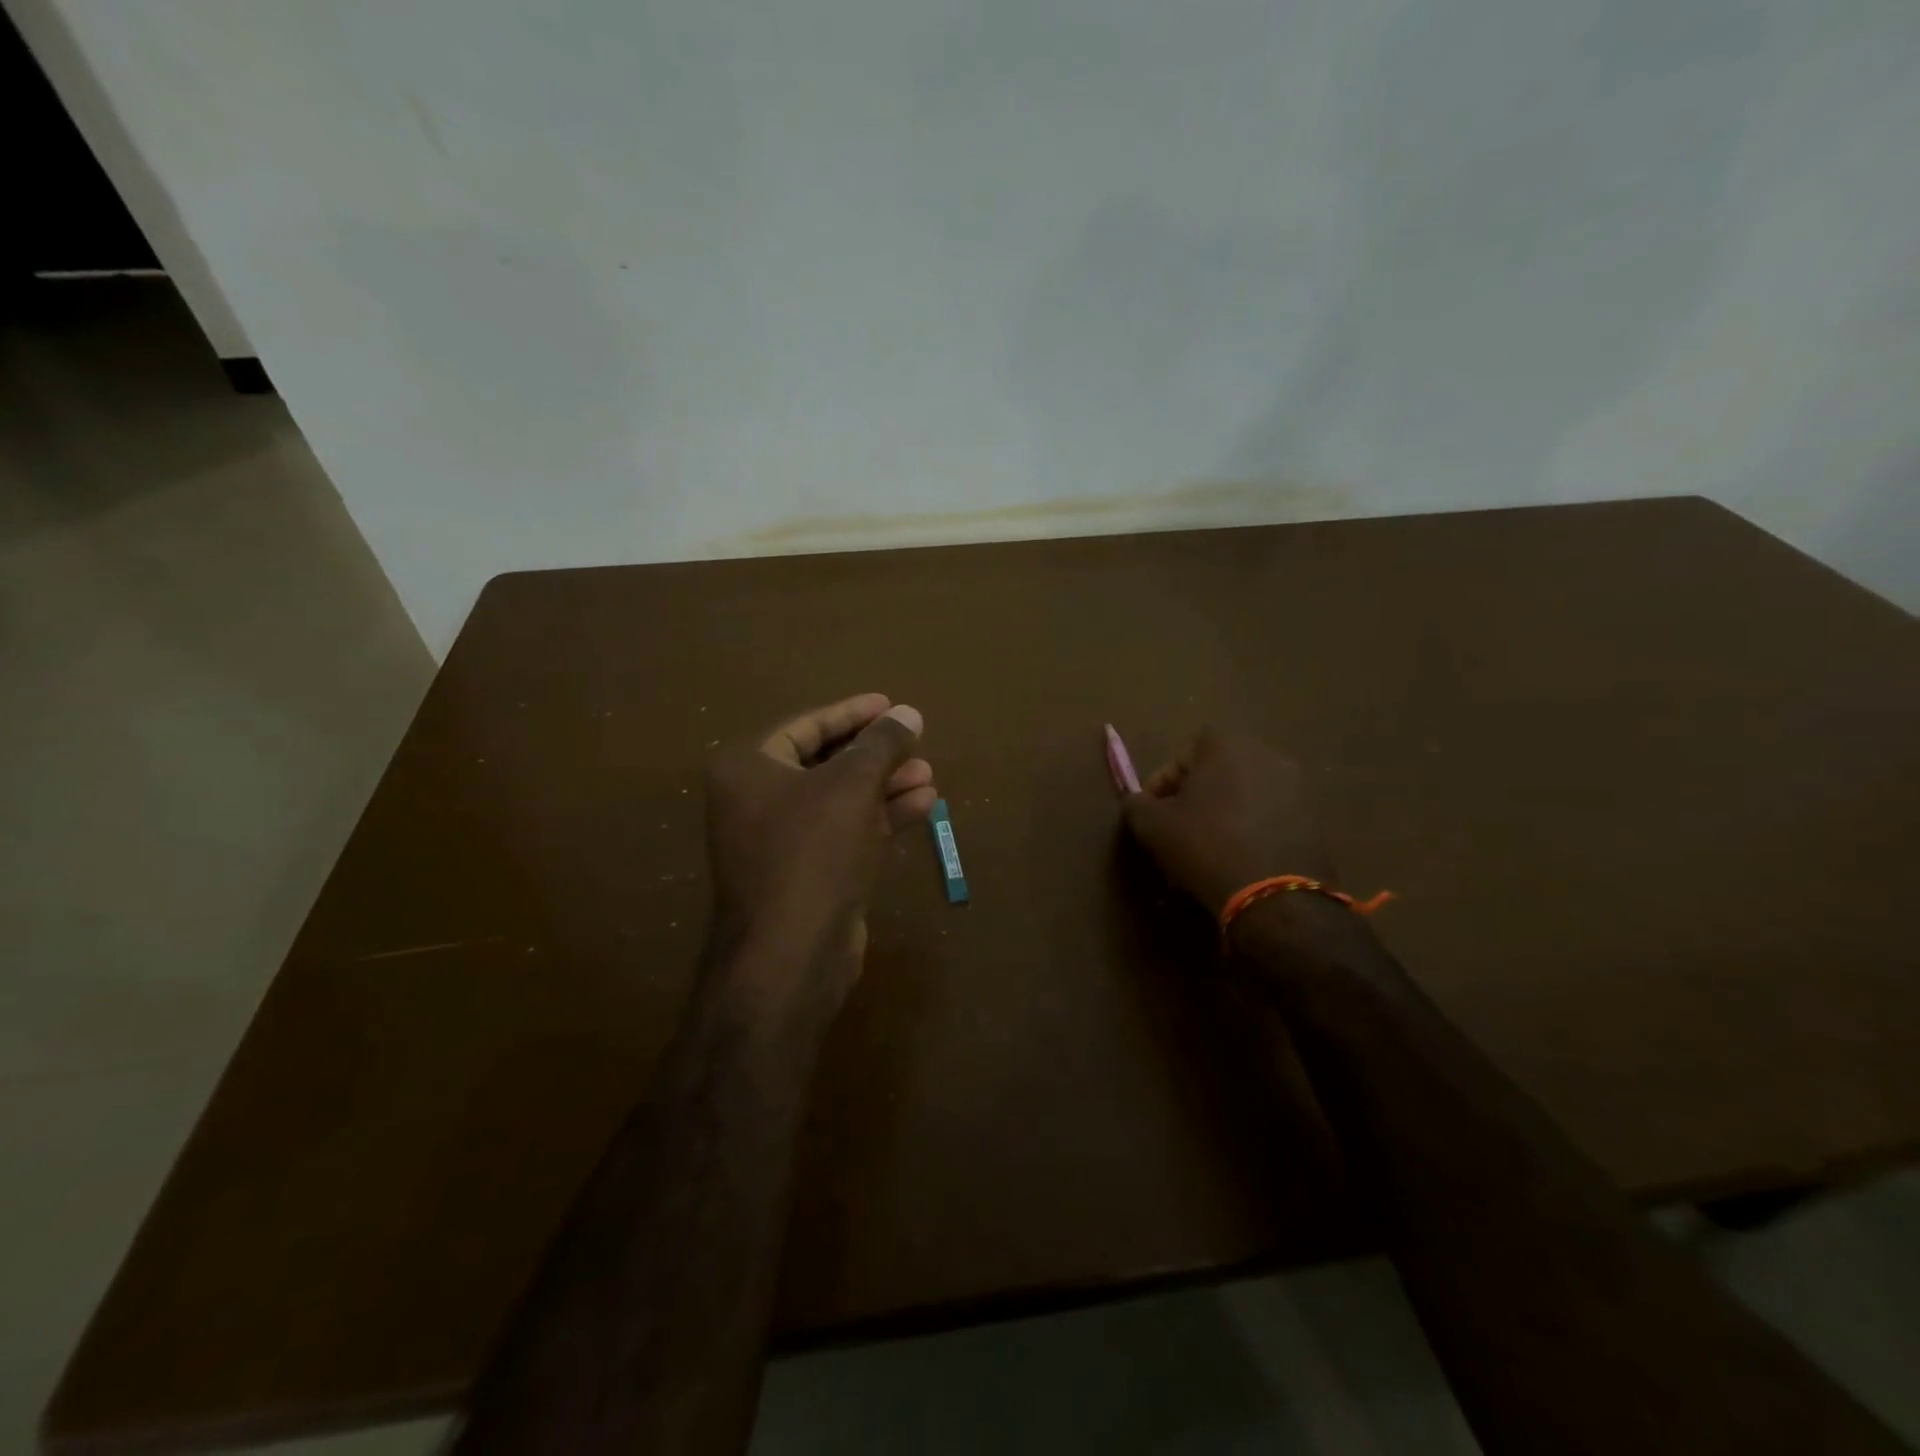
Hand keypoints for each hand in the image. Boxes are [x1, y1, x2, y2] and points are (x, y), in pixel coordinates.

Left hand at [704, 693, 935, 1014]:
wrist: (791, 954)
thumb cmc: (812, 853)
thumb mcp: (852, 786)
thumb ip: (881, 744)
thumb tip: (908, 713)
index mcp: (748, 769)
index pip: (806, 726)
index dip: (852, 713)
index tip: (889, 704)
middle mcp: (756, 800)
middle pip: (825, 762)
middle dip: (874, 754)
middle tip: (915, 741)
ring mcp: (781, 841)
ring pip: (840, 799)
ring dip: (884, 785)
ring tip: (928, 773)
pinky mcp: (806, 873)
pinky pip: (846, 831)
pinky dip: (880, 817)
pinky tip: (923, 805)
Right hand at [1121, 727, 1332, 917]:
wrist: (1275, 896)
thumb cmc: (1205, 846)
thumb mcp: (1152, 825)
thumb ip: (1136, 804)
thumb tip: (1137, 802)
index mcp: (1226, 744)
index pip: (1181, 755)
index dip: (1160, 784)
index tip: (1150, 813)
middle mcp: (1266, 754)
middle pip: (1216, 772)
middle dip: (1193, 797)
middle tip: (1176, 829)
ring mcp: (1297, 785)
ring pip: (1243, 794)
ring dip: (1222, 813)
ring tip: (1205, 848)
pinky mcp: (1314, 818)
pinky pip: (1268, 816)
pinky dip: (1250, 829)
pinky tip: (1236, 858)